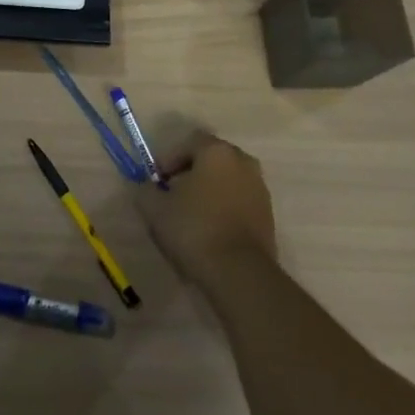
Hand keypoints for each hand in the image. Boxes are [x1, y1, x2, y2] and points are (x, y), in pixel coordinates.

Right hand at [135, 133, 275, 290]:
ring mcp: (259, 188)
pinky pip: (239, 201)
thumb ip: (146, 190)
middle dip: (190, 173)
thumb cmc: (194, 229)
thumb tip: (147, 187)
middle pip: (211, 159)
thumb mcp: (155, 209)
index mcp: (217, 152)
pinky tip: (210, 231)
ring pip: (227, 181)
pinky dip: (224, 209)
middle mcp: (243, 162)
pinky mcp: (268, 214)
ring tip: (191, 216)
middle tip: (172, 195)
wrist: (240, 272)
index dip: (169, 159)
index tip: (157, 181)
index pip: (190, 141)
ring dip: (209, 191)